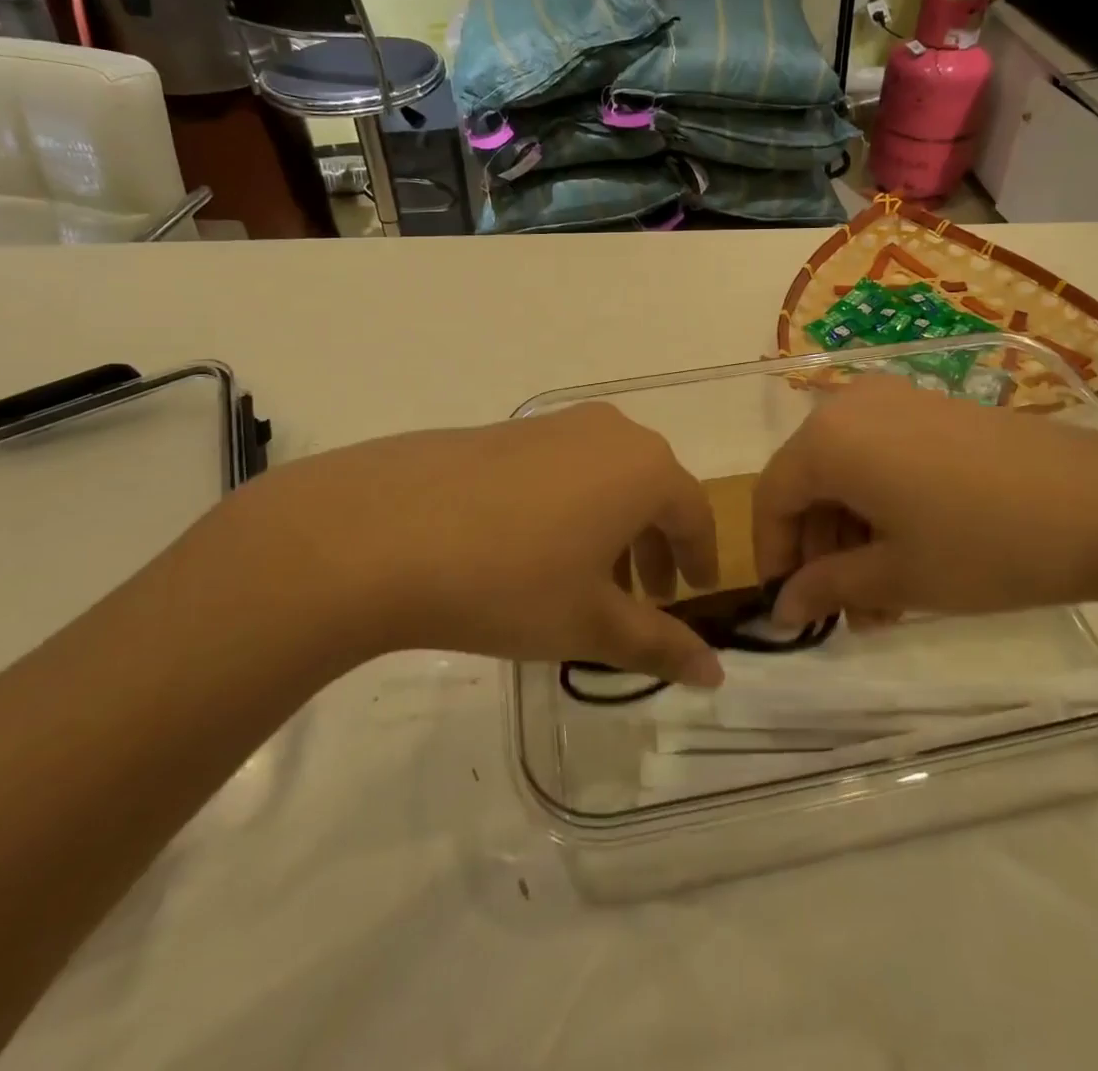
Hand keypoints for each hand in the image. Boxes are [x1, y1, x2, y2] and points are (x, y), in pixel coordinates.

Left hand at [195, 404, 724, 685]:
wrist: (382, 531)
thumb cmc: (511, 580)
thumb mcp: (591, 623)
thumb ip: (659, 646)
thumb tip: (715, 673)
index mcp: (645, 468)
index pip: (694, 514)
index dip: (699, 558)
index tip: (695, 594)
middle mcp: (608, 432)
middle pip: (651, 489)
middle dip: (654, 546)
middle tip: (646, 596)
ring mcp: (552, 424)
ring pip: (604, 477)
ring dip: (610, 527)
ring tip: (587, 579)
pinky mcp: (505, 429)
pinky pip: (561, 468)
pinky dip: (569, 507)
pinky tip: (533, 550)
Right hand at [754, 375, 1097, 624]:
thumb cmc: (987, 544)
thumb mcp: (898, 577)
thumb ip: (827, 587)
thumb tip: (782, 607)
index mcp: (829, 438)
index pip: (771, 497)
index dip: (772, 555)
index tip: (789, 607)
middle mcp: (852, 405)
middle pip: (809, 483)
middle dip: (820, 553)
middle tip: (846, 613)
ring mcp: (896, 400)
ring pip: (848, 474)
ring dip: (853, 537)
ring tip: (885, 602)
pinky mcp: (934, 408)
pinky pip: (882, 457)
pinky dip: (882, 507)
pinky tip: (912, 556)